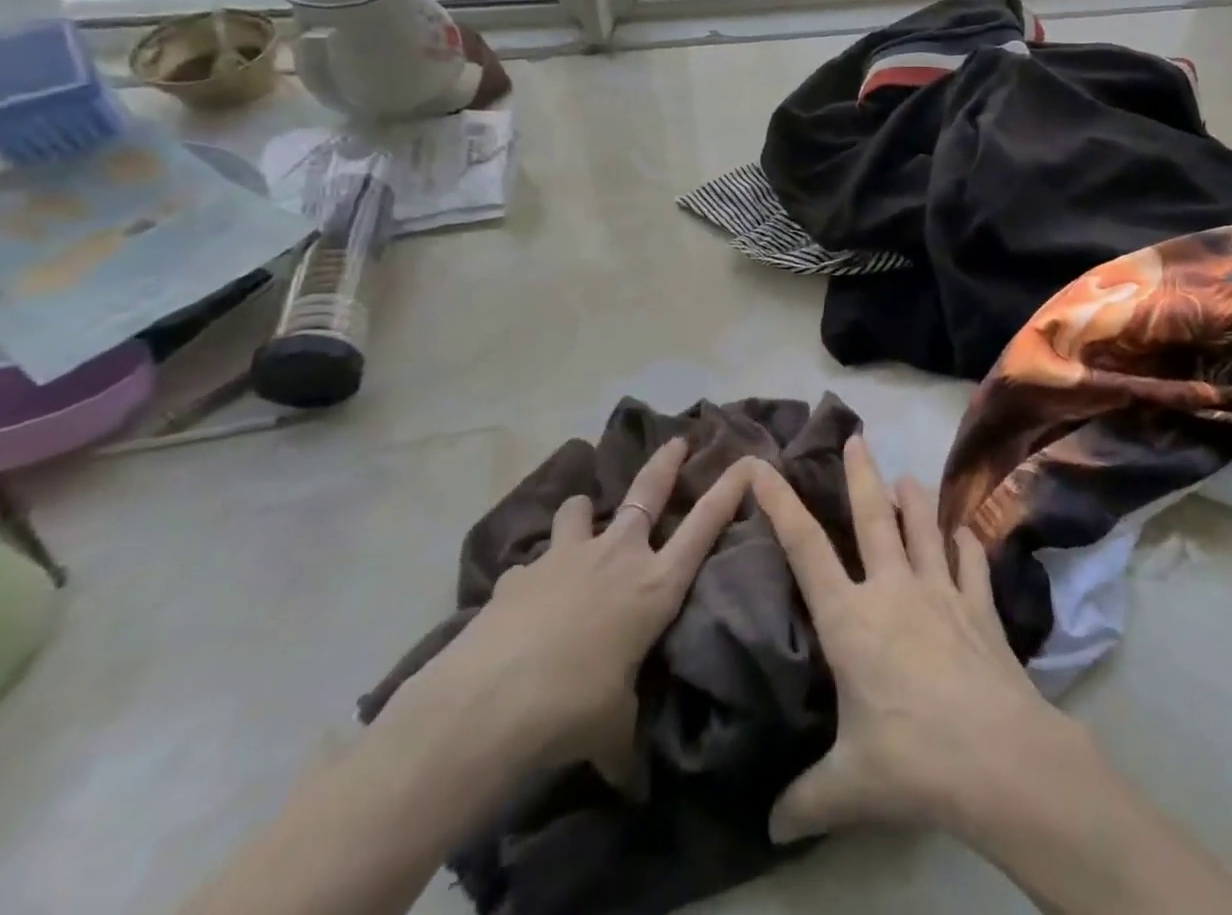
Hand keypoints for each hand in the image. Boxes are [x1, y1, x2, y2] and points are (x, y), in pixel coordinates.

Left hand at [386, 439, 753, 788]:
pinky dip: (537, 571)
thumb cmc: (572, 710)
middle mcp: (617, 556)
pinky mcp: (522, 571)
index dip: (728, 490)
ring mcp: (567, 555)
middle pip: (648, 492)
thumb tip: (634, 792)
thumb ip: (627, 740)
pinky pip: (535, 561)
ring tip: (583, 517)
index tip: (745, 462)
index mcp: (654, 585)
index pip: (703, 526)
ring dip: (586, 511)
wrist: (487, 704)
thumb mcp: (613, 728)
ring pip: (584, 509)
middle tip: (677, 440)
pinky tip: (526, 597)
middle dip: (665, 463)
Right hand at [748, 436, 1084, 844]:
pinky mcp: (980, 607)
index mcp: (851, 619)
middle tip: (857, 438)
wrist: (997, 758)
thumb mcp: (847, 787)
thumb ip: (806, 799)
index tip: (764, 468)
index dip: (782, 506)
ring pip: (925, 529)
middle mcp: (894, 589)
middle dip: (862, 475)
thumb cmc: (910, 759)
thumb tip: (771, 826)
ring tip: (908, 477)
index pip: (806, 550)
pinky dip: (968, 546)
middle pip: (873, 518)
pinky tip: (966, 535)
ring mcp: (942, 592)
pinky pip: (972, 565)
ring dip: (916, 500)